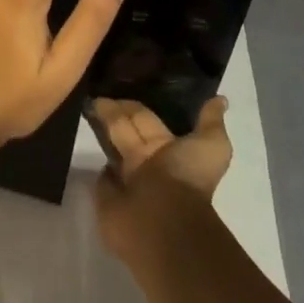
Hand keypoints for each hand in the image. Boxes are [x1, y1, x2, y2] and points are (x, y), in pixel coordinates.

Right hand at [92, 96, 232, 262]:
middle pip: (122, 128)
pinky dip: (94, 162)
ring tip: (82, 103)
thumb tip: (220, 100)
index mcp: (166, 147)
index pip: (144, 117)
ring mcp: (123, 179)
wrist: (164, 221)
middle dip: (110, 110)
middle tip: (91, 89)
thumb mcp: (212, 146)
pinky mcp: (105, 195)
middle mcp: (144, 161)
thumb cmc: (187, 178)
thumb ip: (210, 121)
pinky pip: (98, 174)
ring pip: (109, 146)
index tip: (115, 81)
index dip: (131, 104)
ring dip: (98, 129)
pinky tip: (83, 143)